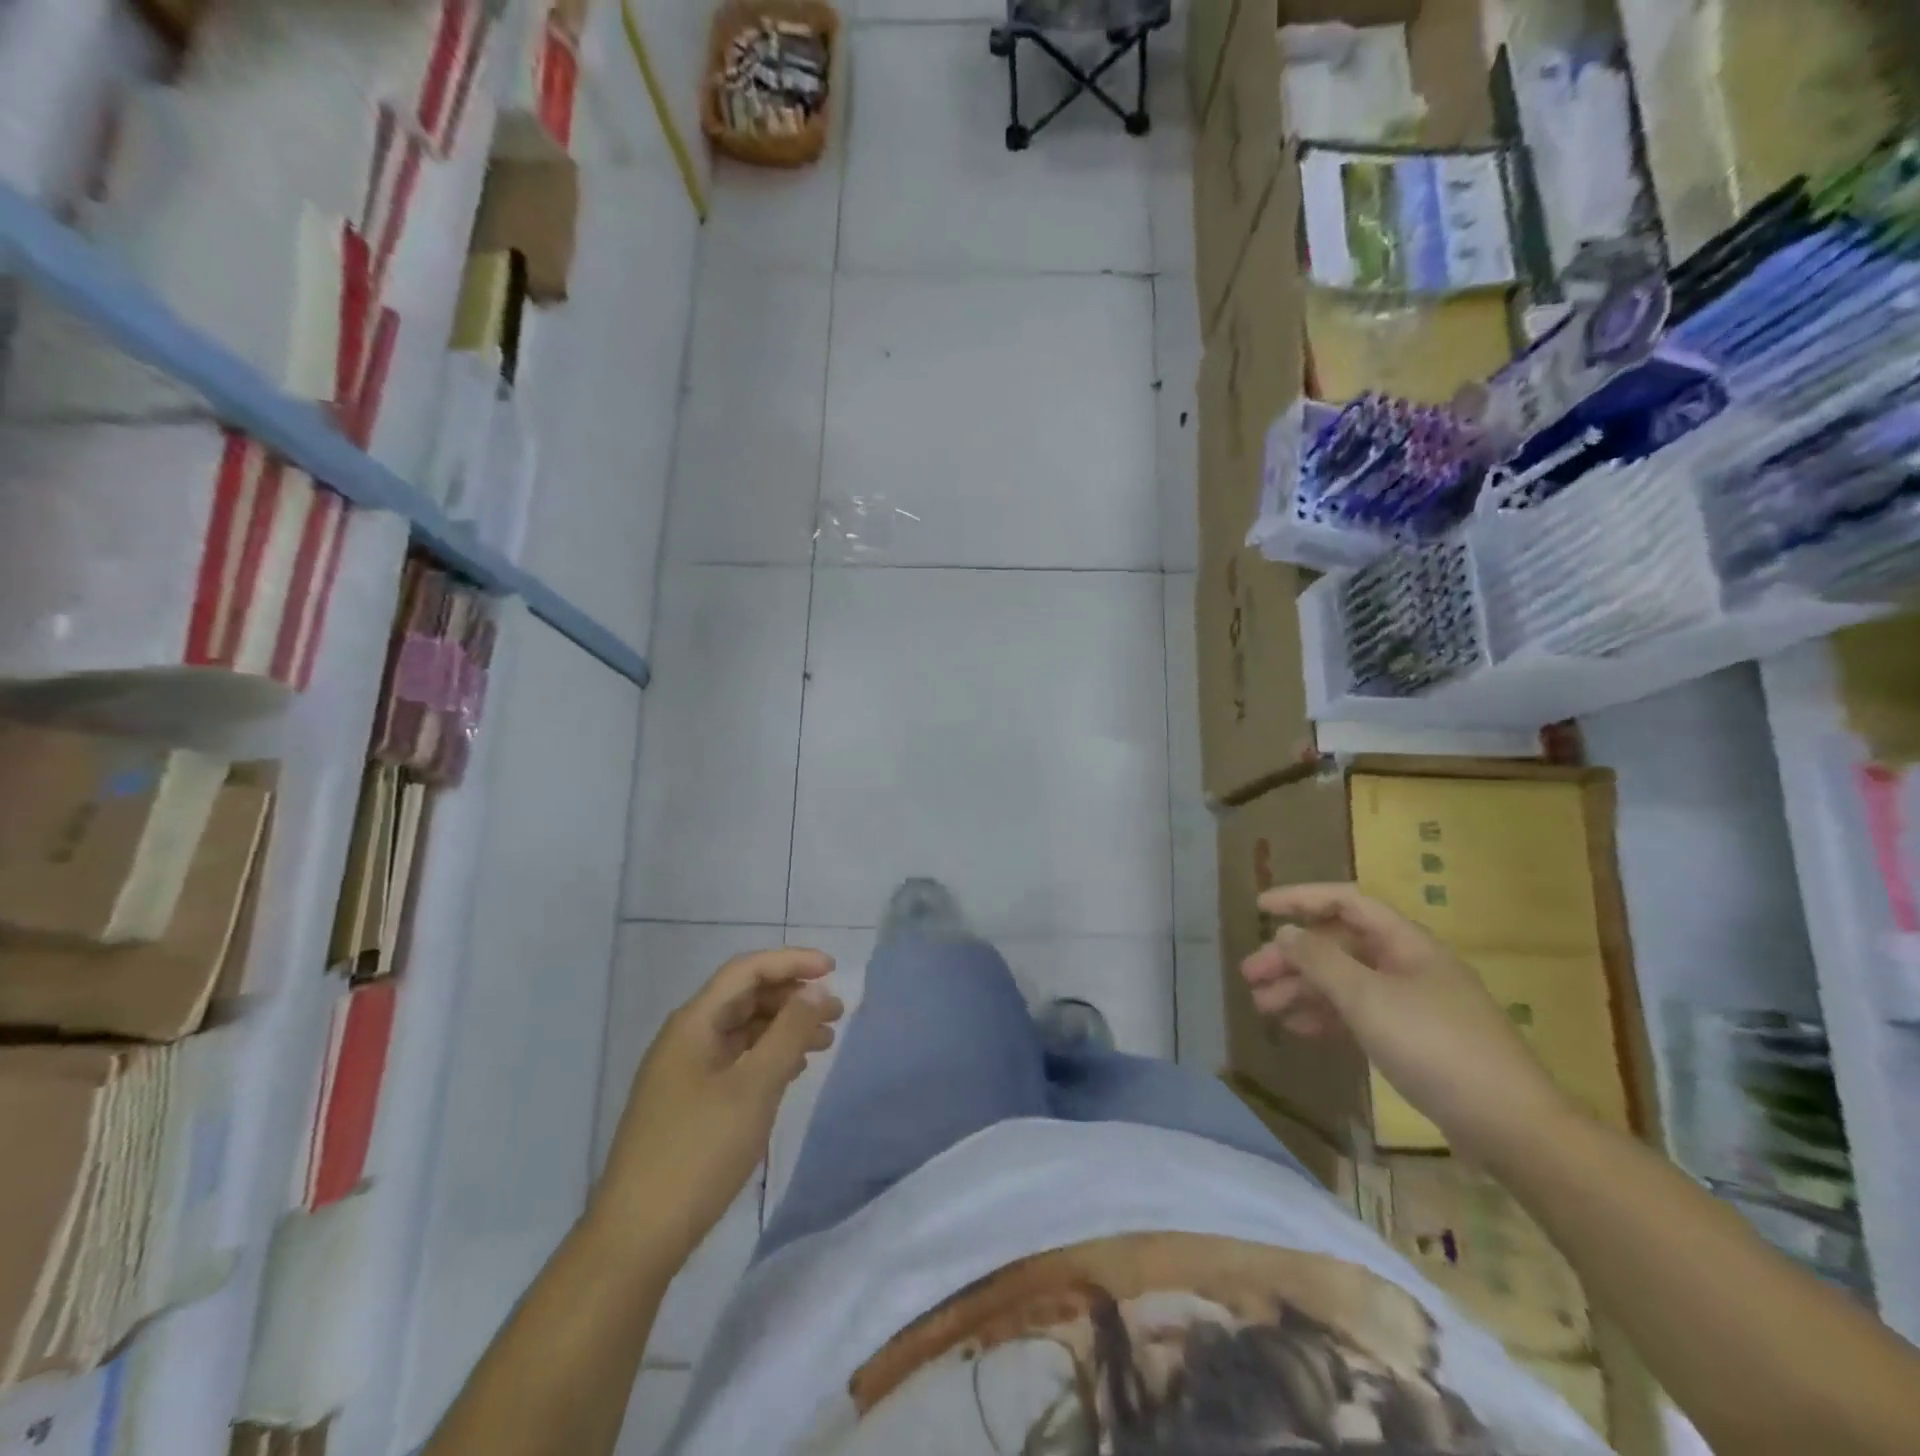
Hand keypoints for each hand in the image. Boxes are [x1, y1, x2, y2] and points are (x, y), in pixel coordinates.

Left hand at [592, 948, 843, 1264]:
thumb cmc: (698, 1152)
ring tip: (825, 1042)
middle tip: (835, 1012)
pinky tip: (793, 1071)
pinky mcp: (689, 1103)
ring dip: (784, 1028)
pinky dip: (768, 1057)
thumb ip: (789, 1032)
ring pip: (742, 1031)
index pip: (746, 971)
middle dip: (792, 997)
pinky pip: (736, 1061)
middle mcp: (686, 1038)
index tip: (832, 969)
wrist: (637, 1238)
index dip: (791, 962)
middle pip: (744, 997)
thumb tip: (816, 990)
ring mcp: (684, 1072)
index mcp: (693, 1024)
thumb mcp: (754, 1087)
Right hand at [1240, 883, 1573, 1164]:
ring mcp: (1411, 1003)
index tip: (1259, 907)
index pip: (1345, 903)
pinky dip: (1326, 1017)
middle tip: (1250, 975)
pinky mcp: (1413, 1039)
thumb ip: (1319, 960)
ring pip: (1344, 982)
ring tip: (1263, 1007)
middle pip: (1338, 946)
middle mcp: (1407, 964)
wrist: (1510, 1126)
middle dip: (1292, 957)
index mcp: (1405, 942)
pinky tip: (1298, 1029)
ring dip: (1302, 989)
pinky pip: (1358, 1014)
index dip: (1300, 899)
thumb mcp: (1367, 997)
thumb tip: (1285, 933)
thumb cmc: (1434, 1045)